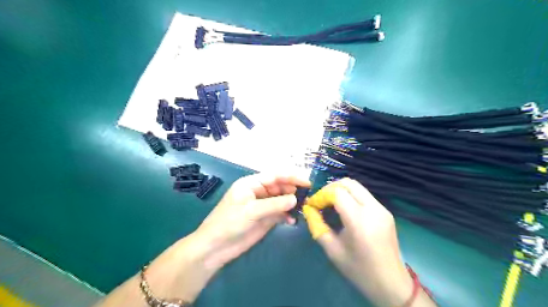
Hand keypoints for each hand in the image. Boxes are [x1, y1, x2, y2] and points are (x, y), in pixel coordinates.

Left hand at [195, 174, 309, 268]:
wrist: (216, 247)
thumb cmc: (229, 223)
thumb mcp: (251, 211)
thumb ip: (274, 204)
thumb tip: (295, 199)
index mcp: (251, 184)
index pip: (275, 176)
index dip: (291, 177)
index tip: (307, 182)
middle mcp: (258, 192)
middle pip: (280, 187)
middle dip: (293, 190)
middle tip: (308, 197)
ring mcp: (262, 206)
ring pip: (281, 200)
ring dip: (291, 203)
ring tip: (303, 208)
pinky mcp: (265, 219)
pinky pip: (280, 213)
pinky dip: (287, 215)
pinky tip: (292, 220)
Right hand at [302, 178, 434, 305]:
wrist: (391, 283)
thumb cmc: (359, 270)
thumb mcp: (332, 250)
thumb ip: (317, 226)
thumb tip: (308, 209)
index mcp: (359, 220)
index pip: (337, 193)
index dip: (321, 195)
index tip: (313, 205)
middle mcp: (373, 209)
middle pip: (348, 183)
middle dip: (330, 188)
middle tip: (321, 201)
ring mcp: (382, 208)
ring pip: (357, 186)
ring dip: (341, 190)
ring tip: (331, 203)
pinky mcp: (386, 211)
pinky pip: (364, 195)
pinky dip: (351, 195)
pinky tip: (345, 209)